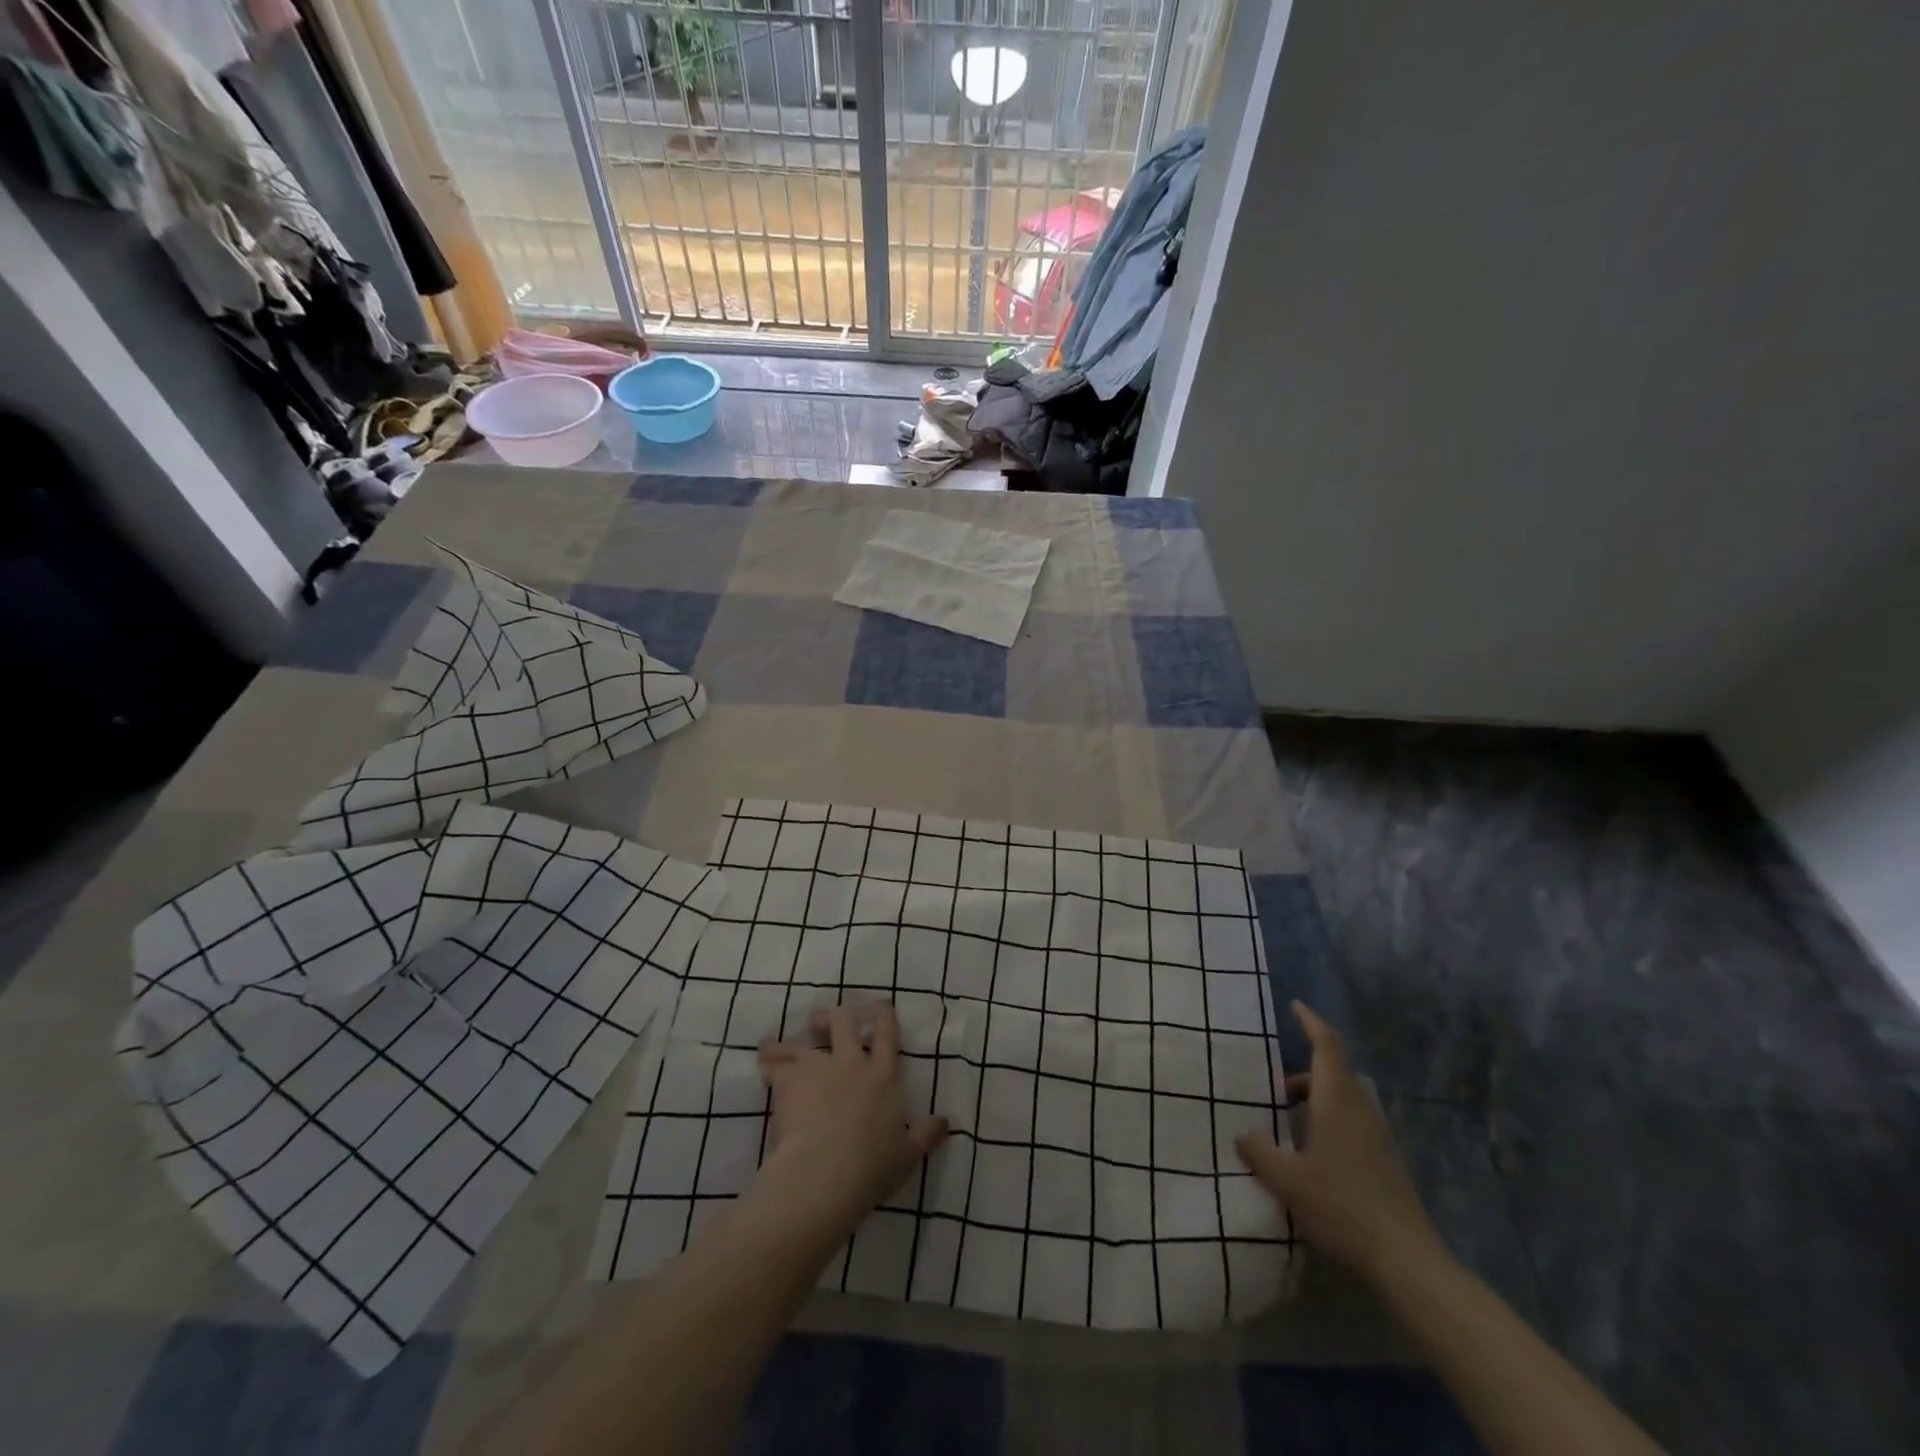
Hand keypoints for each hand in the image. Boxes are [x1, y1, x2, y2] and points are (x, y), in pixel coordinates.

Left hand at [755, 1002, 948, 1235]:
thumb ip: (926, 1135)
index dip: (883, 1014)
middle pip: (843, 1020)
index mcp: (884, 1075)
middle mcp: (852, 1062)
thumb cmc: (871, 1167)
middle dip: (834, 1016)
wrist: (825, 1174)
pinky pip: (774, 1058)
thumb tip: (946, 1122)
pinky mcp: (790, 1078)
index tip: (879, 1004)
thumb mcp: (907, 1155)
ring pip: (805, 1039)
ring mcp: (819, 1067)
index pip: (887, 1033)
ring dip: (794, 1040)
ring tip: (782, 1043)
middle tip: (824, 1022)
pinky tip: (763, 1055)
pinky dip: (768, 1054)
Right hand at [1235, 1001, 1446, 1284]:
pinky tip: (1312, 1155)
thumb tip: (1242, 1133)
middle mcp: (1361, 1110)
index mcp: (1338, 1101)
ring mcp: (1378, 1136)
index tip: (1294, 1006)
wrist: (1407, 1261)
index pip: (1327, 1045)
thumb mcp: (1288, 1180)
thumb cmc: (1343, 1207)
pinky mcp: (1386, 1161)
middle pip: (1336, 1071)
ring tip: (1289, 1124)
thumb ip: (1260, 1151)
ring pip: (1346, 1098)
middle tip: (1277, 1090)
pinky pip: (1354, 1122)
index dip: (1311, 1021)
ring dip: (1319, 1099)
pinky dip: (1331, 1122)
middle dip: (1306, 1072)